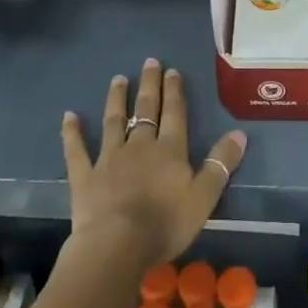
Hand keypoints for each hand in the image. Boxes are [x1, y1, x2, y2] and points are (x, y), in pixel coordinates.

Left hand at [61, 59, 247, 271]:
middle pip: (146, 110)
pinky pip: (77, 150)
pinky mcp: (85, 176)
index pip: (174, 114)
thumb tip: (240, 133)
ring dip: (116, 99)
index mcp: (169, 151)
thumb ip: (220, 164)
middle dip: (149, 85)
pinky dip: (72, 133)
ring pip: (114, 122)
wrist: (117, 245)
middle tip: (149, 62)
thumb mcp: (204, 197)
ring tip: (118, 79)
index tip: (172, 71)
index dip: (174, 92)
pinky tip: (68, 116)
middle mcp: (140, 146)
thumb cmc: (165, 223)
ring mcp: (109, 158)